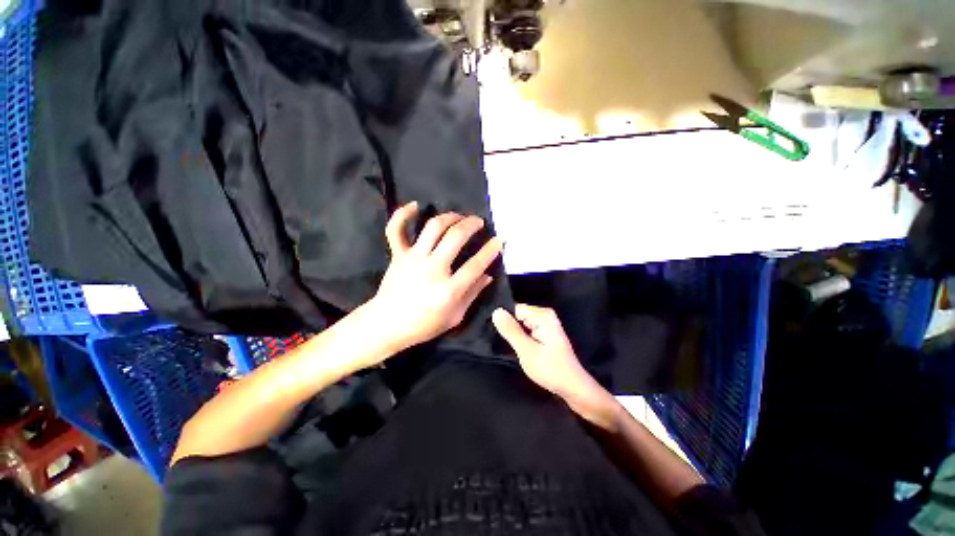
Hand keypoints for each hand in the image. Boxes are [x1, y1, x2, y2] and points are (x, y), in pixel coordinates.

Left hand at [369, 202, 502, 352]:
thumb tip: (488, 275)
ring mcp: (413, 259)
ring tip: (459, 216)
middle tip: (479, 222)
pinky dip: (403, 215)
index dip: (490, 251)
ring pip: (433, 228)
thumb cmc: (424, 325)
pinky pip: (396, 230)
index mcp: (448, 290)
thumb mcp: (455, 317)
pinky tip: (415, 205)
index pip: (475, 265)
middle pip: (455, 238)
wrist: (386, 325)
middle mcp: (432, 269)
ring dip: (449, 217)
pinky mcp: (398, 255)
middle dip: (471, 225)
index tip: (499, 240)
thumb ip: (472, 294)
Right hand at [491, 304, 595, 398]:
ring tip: (511, 347)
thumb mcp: (527, 350)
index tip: (498, 334)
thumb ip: (511, 330)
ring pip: (521, 323)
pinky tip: (519, 348)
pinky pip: (527, 330)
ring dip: (515, 334)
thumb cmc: (550, 369)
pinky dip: (521, 338)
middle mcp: (545, 315)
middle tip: (505, 343)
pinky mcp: (545, 333)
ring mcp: (546, 324)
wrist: (573, 388)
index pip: (514, 309)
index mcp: (542, 315)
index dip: (505, 321)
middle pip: (518, 315)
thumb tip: (496, 311)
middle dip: (510, 328)